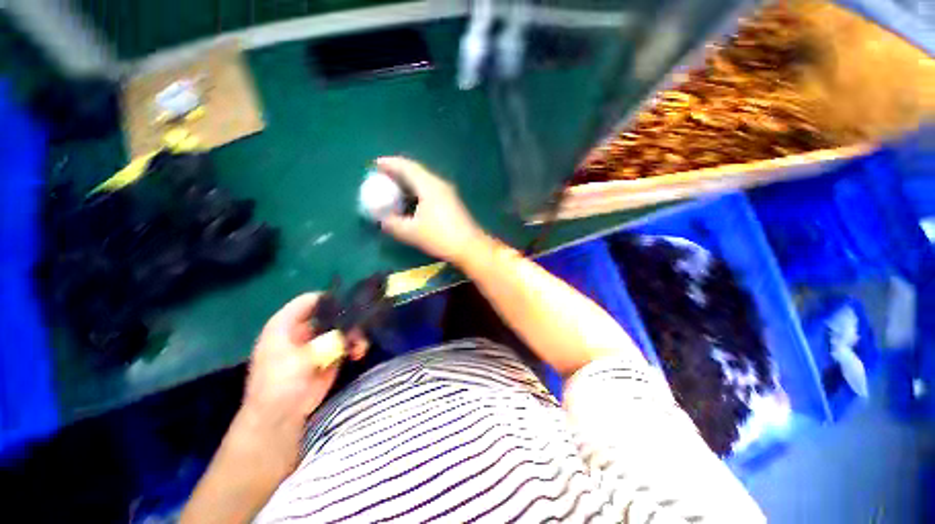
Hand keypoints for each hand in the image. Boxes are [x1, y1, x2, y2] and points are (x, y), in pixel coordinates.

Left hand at [240, 293, 367, 457]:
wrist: (282, 416)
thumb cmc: (279, 384)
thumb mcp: (298, 358)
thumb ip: (324, 340)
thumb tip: (350, 323)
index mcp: (287, 324)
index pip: (310, 300)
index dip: (330, 298)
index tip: (351, 302)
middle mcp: (304, 329)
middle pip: (331, 312)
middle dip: (349, 317)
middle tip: (363, 324)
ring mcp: (318, 342)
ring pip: (343, 327)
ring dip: (354, 333)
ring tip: (360, 345)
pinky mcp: (330, 354)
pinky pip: (347, 343)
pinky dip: (355, 345)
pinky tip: (359, 353)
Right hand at [376, 157, 486, 265]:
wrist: (470, 247)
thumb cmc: (440, 237)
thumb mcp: (411, 232)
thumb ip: (393, 224)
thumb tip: (382, 220)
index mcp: (429, 185)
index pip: (407, 167)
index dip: (390, 163)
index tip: (375, 164)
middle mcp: (439, 184)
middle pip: (416, 171)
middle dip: (398, 171)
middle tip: (382, 176)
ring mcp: (448, 193)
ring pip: (424, 180)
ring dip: (408, 181)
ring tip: (394, 187)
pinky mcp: (452, 202)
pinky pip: (430, 189)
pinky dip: (417, 190)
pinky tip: (412, 200)